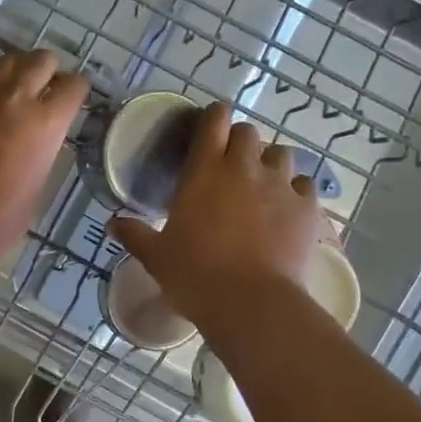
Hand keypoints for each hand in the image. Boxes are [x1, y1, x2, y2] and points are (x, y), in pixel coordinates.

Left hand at [0, 50, 89, 269]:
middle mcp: (17, 96)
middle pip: (42, 60)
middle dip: (50, 72)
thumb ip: (47, 144)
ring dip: (18, 71)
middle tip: (47, 91)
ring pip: (8, 59)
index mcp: (47, 121)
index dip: (78, 91)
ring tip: (16, 91)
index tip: (75, 98)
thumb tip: (44, 132)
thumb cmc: (4, 216)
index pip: (74, 85)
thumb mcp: (42, 178)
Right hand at [109, 102, 319, 326]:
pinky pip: (305, 185)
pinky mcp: (306, 208)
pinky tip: (288, 209)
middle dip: (241, 142)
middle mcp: (244, 168)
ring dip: (270, 163)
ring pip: (281, 153)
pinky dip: (296, 191)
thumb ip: (136, 235)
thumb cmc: (195, 276)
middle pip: (249, 132)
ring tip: (263, 185)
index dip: (213, 117)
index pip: (214, 121)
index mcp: (204, 171)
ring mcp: (280, 185)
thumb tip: (113, 223)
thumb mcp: (157, 257)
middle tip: (231, 165)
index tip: (209, 127)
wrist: (252, 304)